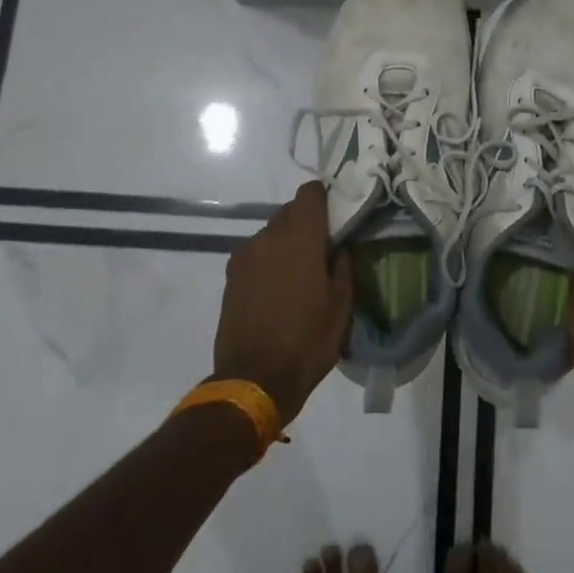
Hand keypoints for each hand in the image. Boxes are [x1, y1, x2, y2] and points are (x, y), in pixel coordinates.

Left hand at [213, 181, 352, 424]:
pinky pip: (256, 253)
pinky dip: (268, 260)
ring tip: (298, 274)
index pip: (310, 193)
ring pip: (271, 233)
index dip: (324, 198)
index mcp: (300, 238)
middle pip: (290, 211)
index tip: (336, 216)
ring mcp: (245, 255)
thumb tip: (340, 246)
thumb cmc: (307, 341)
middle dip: (307, 223)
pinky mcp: (230, 275)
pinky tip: (277, 289)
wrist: (254, 380)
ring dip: (286, 242)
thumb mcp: (341, 306)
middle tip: (322, 249)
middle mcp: (269, 237)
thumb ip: (343, 266)